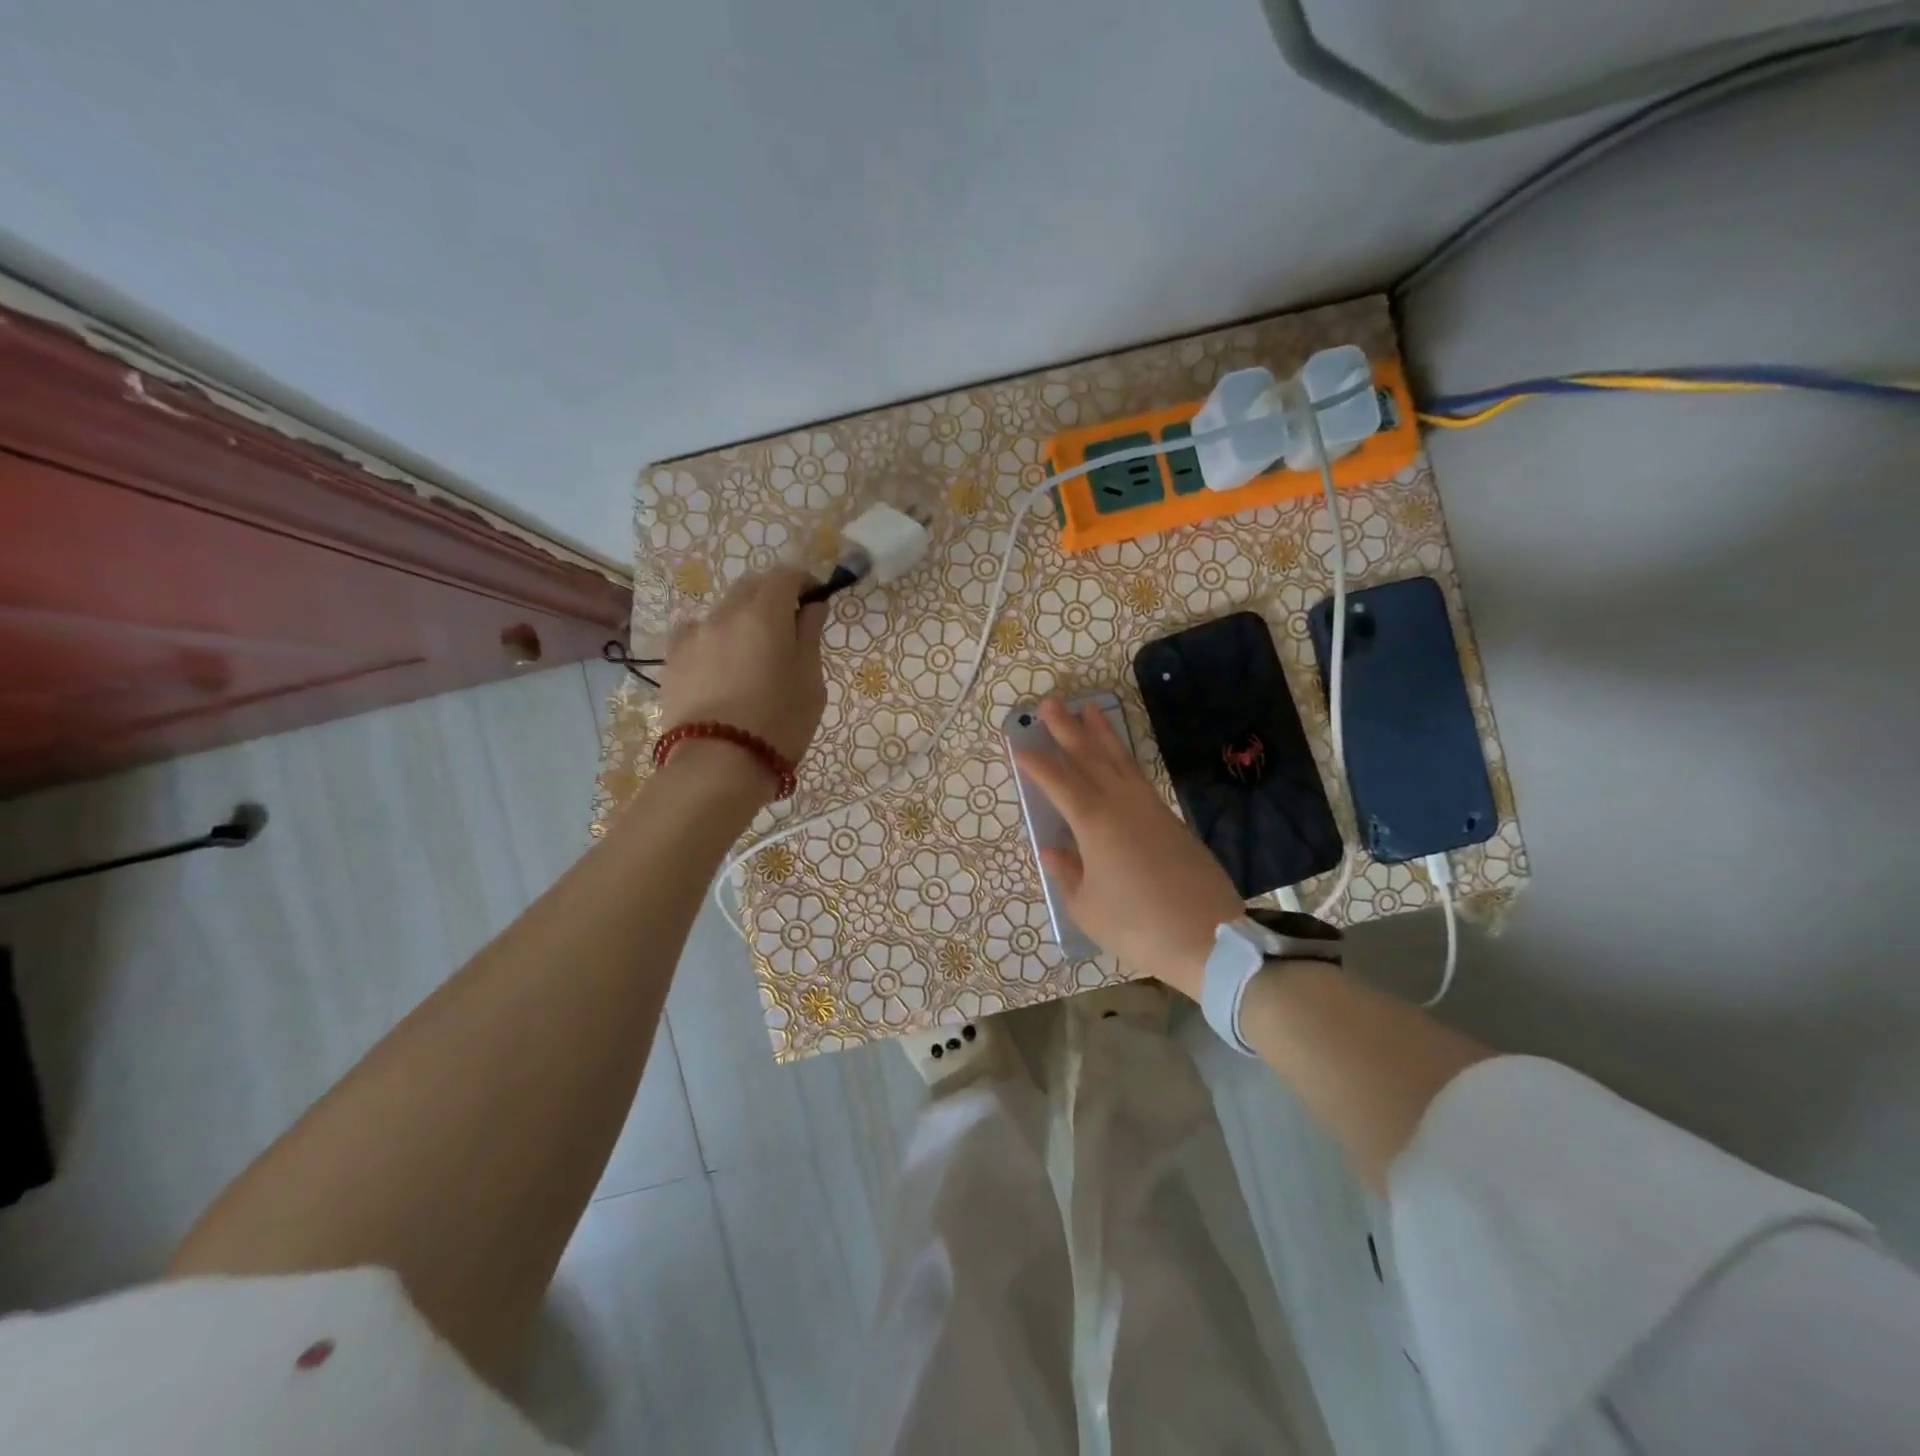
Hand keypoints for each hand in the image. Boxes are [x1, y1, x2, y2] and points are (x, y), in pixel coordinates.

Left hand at [657, 566, 828, 772]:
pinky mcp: (672, 660)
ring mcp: (693, 635)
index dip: (803, 582)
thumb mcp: (810, 681)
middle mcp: (725, 613)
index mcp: (765, 614)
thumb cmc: (780, 723)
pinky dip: (712, 638)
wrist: (719, 765)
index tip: (815, 601)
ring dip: (741, 619)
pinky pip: (694, 634)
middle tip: (787, 628)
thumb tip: (812, 607)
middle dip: (772, 597)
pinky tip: (718, 665)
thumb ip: (810, 636)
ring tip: (751, 654)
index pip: (785, 575)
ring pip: (722, 611)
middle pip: (751, 587)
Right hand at [1016, 696, 1244, 999]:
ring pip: (1120, 760)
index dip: (1037, 764)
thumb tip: (1054, 849)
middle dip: (1067, 729)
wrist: (1208, 938)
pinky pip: (1139, 777)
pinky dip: (1124, 759)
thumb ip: (1068, 873)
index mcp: (1094, 823)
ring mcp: (1150, 808)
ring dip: (1101, 733)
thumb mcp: (1087, 907)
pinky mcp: (1171, 819)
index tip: (1020, 746)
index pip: (1058, 783)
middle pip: (1089, 757)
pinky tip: (1119, 757)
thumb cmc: (1137, 925)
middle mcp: (1121, 804)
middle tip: (1050, 703)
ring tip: (1089, 709)